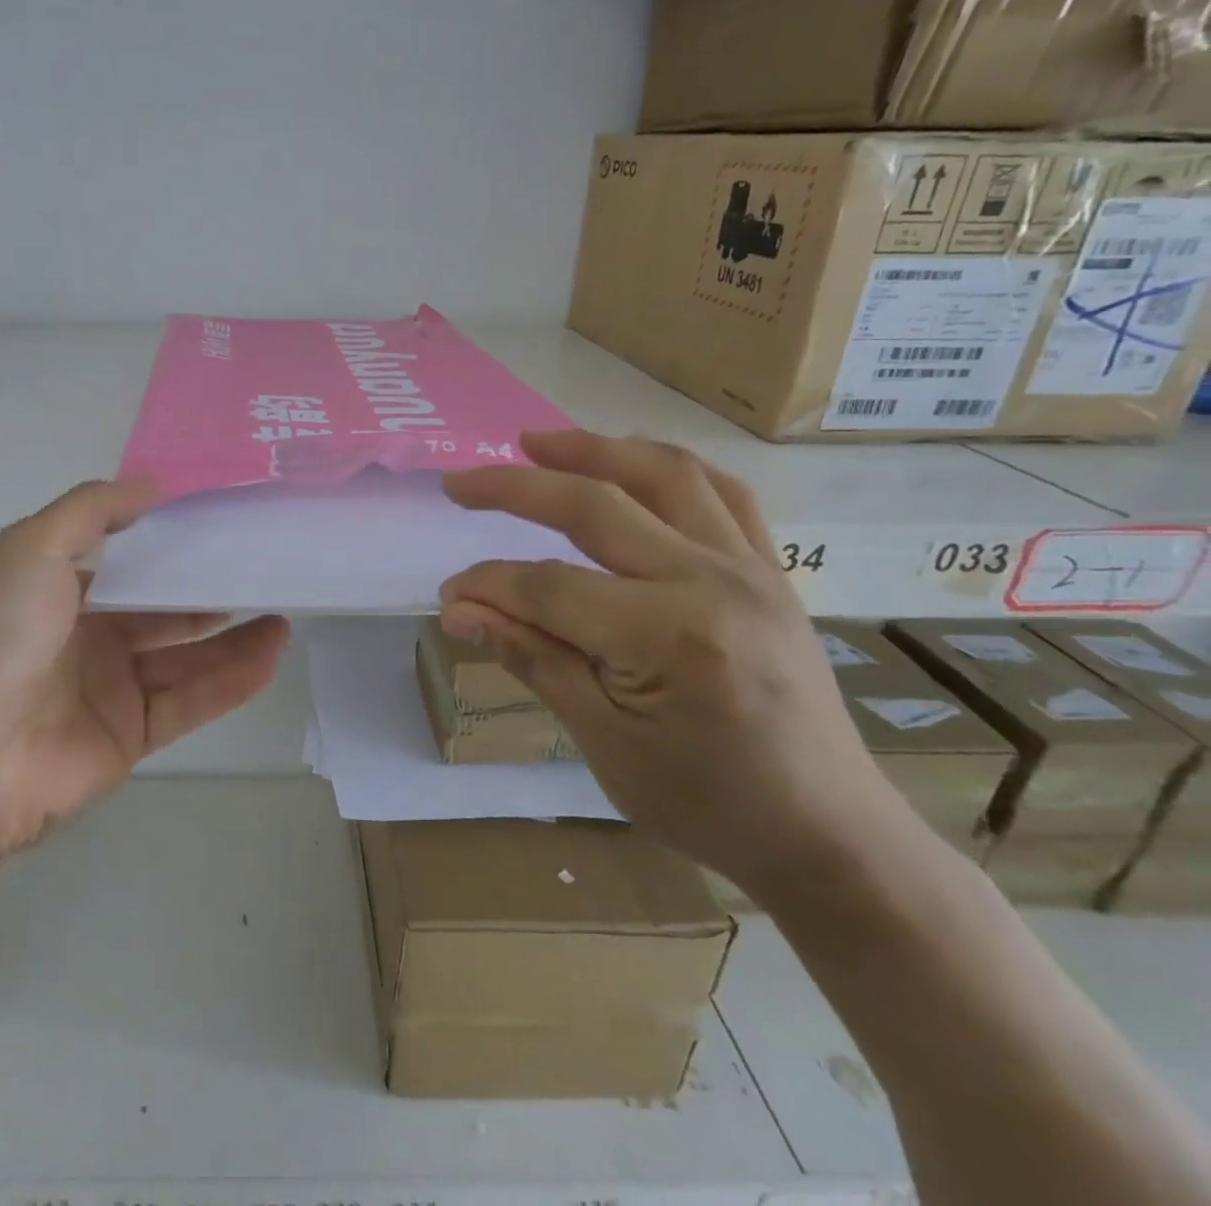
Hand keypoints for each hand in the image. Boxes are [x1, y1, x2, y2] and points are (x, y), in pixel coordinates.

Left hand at [0, 480, 289, 864]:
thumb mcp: (29, 550)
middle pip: (159, 610)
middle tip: (262, 568)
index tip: (220, 524)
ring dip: (232, 636)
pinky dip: (230, 680)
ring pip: (183, 656)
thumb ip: (90, 510)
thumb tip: (152, 485)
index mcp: (53, 592)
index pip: (123, 563)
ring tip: (284, 610)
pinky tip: (271, 652)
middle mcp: (83, 638)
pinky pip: (188, 701)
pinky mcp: (129, 737)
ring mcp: (108, 690)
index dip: (168, 545)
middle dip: (207, 590)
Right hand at [440, 431, 903, 892]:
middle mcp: (711, 581)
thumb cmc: (706, 803)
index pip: (549, 585)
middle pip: (596, 505)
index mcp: (666, 635)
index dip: (488, 585)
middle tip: (461, 483)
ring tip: (537, 442)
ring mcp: (750, 568)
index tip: (448, 595)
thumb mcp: (602, 740)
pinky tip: (629, 461)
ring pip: (664, 474)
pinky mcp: (770, 571)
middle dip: (517, 487)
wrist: (827, 835)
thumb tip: (457, 609)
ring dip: (592, 449)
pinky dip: (666, 466)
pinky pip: (721, 493)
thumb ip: (530, 656)